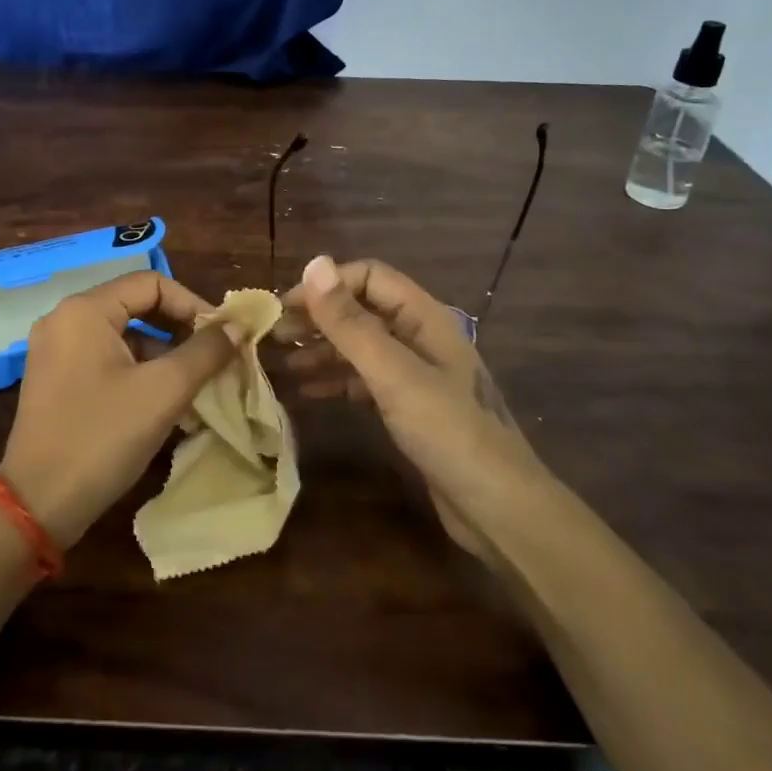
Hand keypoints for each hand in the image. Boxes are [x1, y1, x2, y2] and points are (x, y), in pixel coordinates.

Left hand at [0, 271, 236, 549]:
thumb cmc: (102, 437)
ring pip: (123, 335)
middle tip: (213, 356)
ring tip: (194, 382)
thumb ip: (205, 351)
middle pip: (136, 305)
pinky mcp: (55, 380)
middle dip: (179, 328)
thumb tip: (238, 326)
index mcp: (85, 310)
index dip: (192, 304)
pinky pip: (105, 358)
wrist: (37, 504)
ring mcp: (55, 351)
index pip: (152, 283)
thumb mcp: (163, 391)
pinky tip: (163, 399)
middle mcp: (64, 320)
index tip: (222, 336)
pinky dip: (138, 370)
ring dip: (162, 352)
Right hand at [279, 256, 545, 552]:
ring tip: (283, 364)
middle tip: (274, 336)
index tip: (284, 307)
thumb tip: (313, 263)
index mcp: (424, 317)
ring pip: (362, 347)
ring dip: (323, 350)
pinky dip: (337, 381)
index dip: (326, 285)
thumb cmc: (446, 431)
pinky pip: (367, 380)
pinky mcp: (411, 407)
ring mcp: (417, 374)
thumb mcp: (392, 373)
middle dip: (319, 318)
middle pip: (362, 311)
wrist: (497, 507)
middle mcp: (421, 337)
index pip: (368, 277)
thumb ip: (350, 322)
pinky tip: (309, 393)